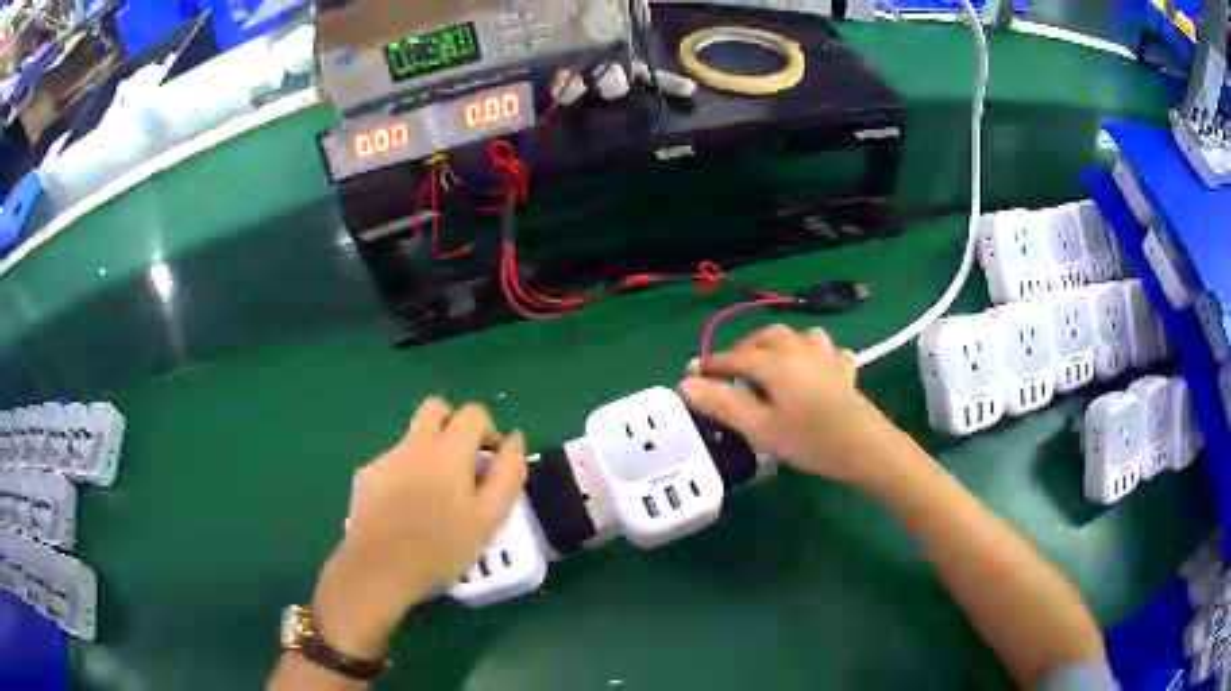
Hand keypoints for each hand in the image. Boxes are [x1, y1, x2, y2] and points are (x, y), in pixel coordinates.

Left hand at [312, 397, 527, 658]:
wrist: (378, 568)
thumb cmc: (441, 547)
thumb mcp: (490, 517)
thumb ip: (509, 473)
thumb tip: (515, 440)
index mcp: (447, 449)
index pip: (474, 413)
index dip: (489, 431)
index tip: (490, 463)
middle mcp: (413, 443)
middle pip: (435, 408)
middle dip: (454, 425)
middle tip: (463, 463)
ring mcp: (385, 458)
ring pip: (413, 438)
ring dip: (429, 454)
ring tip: (434, 499)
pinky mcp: (366, 476)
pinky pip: (393, 463)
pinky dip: (406, 475)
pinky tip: (406, 511)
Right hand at [680, 325, 889, 485]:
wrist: (866, 447)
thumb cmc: (810, 441)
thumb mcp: (762, 429)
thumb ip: (724, 404)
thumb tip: (687, 384)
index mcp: (775, 362)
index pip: (734, 357)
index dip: (711, 366)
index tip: (692, 374)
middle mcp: (799, 349)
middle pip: (766, 337)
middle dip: (746, 350)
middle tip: (733, 373)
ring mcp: (826, 356)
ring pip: (799, 336)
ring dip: (781, 345)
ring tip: (773, 366)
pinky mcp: (846, 370)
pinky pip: (828, 351)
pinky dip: (816, 355)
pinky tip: (816, 371)